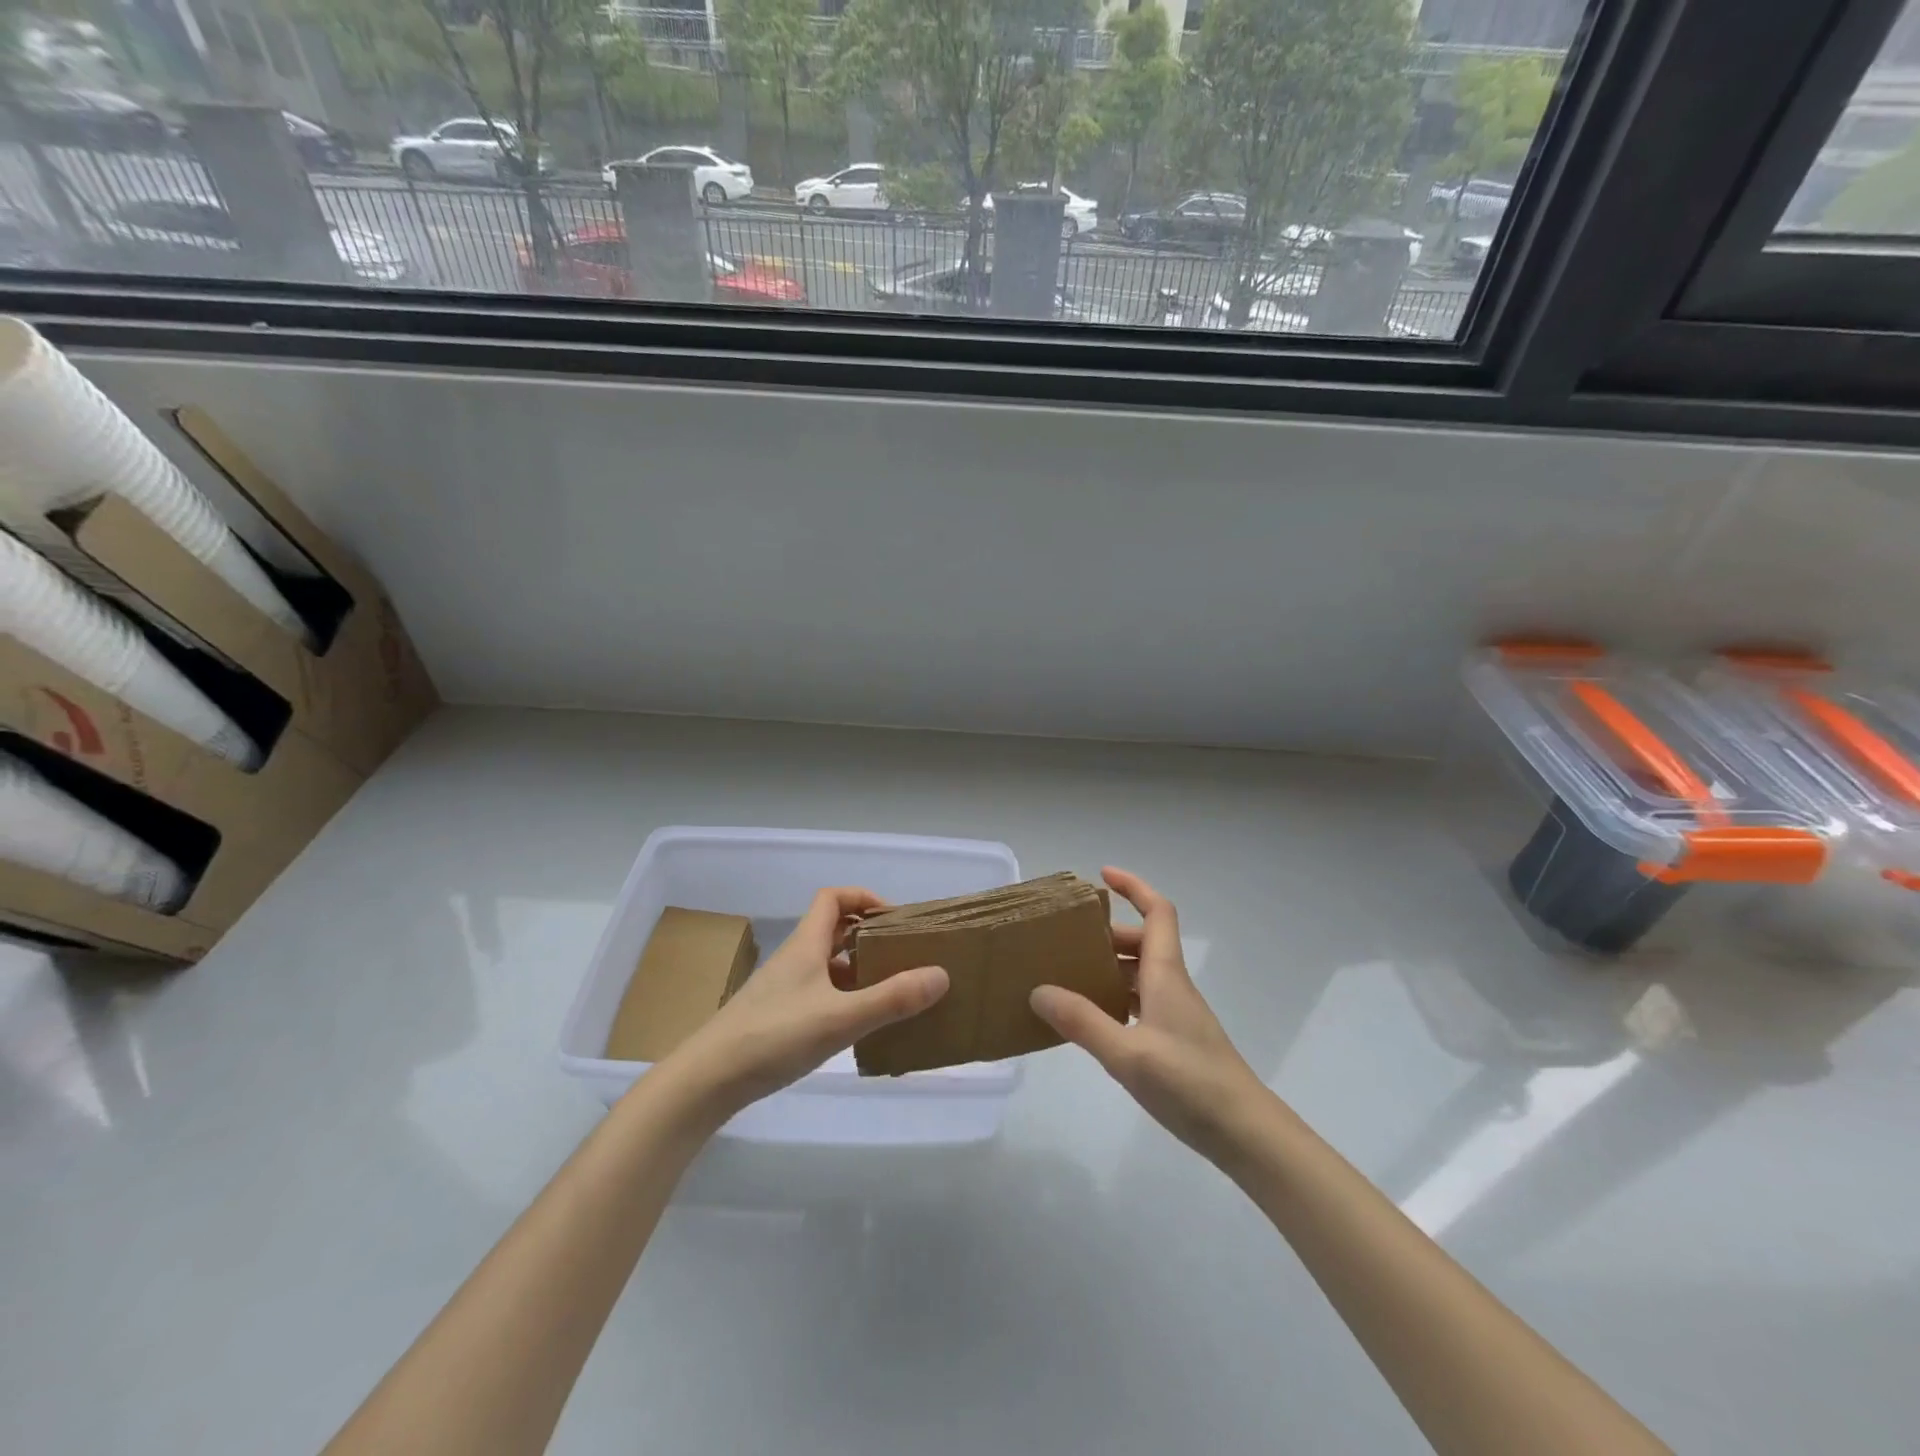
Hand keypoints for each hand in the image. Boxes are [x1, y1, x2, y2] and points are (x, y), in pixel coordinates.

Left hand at [661, 887, 949, 1117]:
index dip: (864, 898)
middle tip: (902, 955)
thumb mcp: (840, 1018)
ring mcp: (783, 989)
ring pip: (826, 965)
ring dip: (857, 969)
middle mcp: (794, 959)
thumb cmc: (774, 1036)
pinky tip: (858, 1025)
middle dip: (868, 936)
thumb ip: (891, 999)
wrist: (707, 1081)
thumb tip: (941, 974)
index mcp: (806, 944)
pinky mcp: (777, 1017)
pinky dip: (842, 998)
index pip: (833, 898)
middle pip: (832, 930)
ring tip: (890, 991)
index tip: (894, 919)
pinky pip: (818, 993)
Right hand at [1031, 867, 1269, 1165]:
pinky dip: (1116, 998)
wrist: (1245, 1133)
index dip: (1133, 887)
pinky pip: (1141, 1002)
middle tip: (1067, 941)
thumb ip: (1082, 1022)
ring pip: (1141, 973)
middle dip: (1108, 934)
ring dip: (1110, 967)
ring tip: (1070, 977)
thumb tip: (1039, 990)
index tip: (1102, 876)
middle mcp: (1172, 985)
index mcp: (1166, 975)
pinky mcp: (1176, 1040)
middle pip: (1143, 942)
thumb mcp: (1127, 1054)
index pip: (1157, 912)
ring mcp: (1177, 1014)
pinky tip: (1094, 1020)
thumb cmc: (1190, 1084)